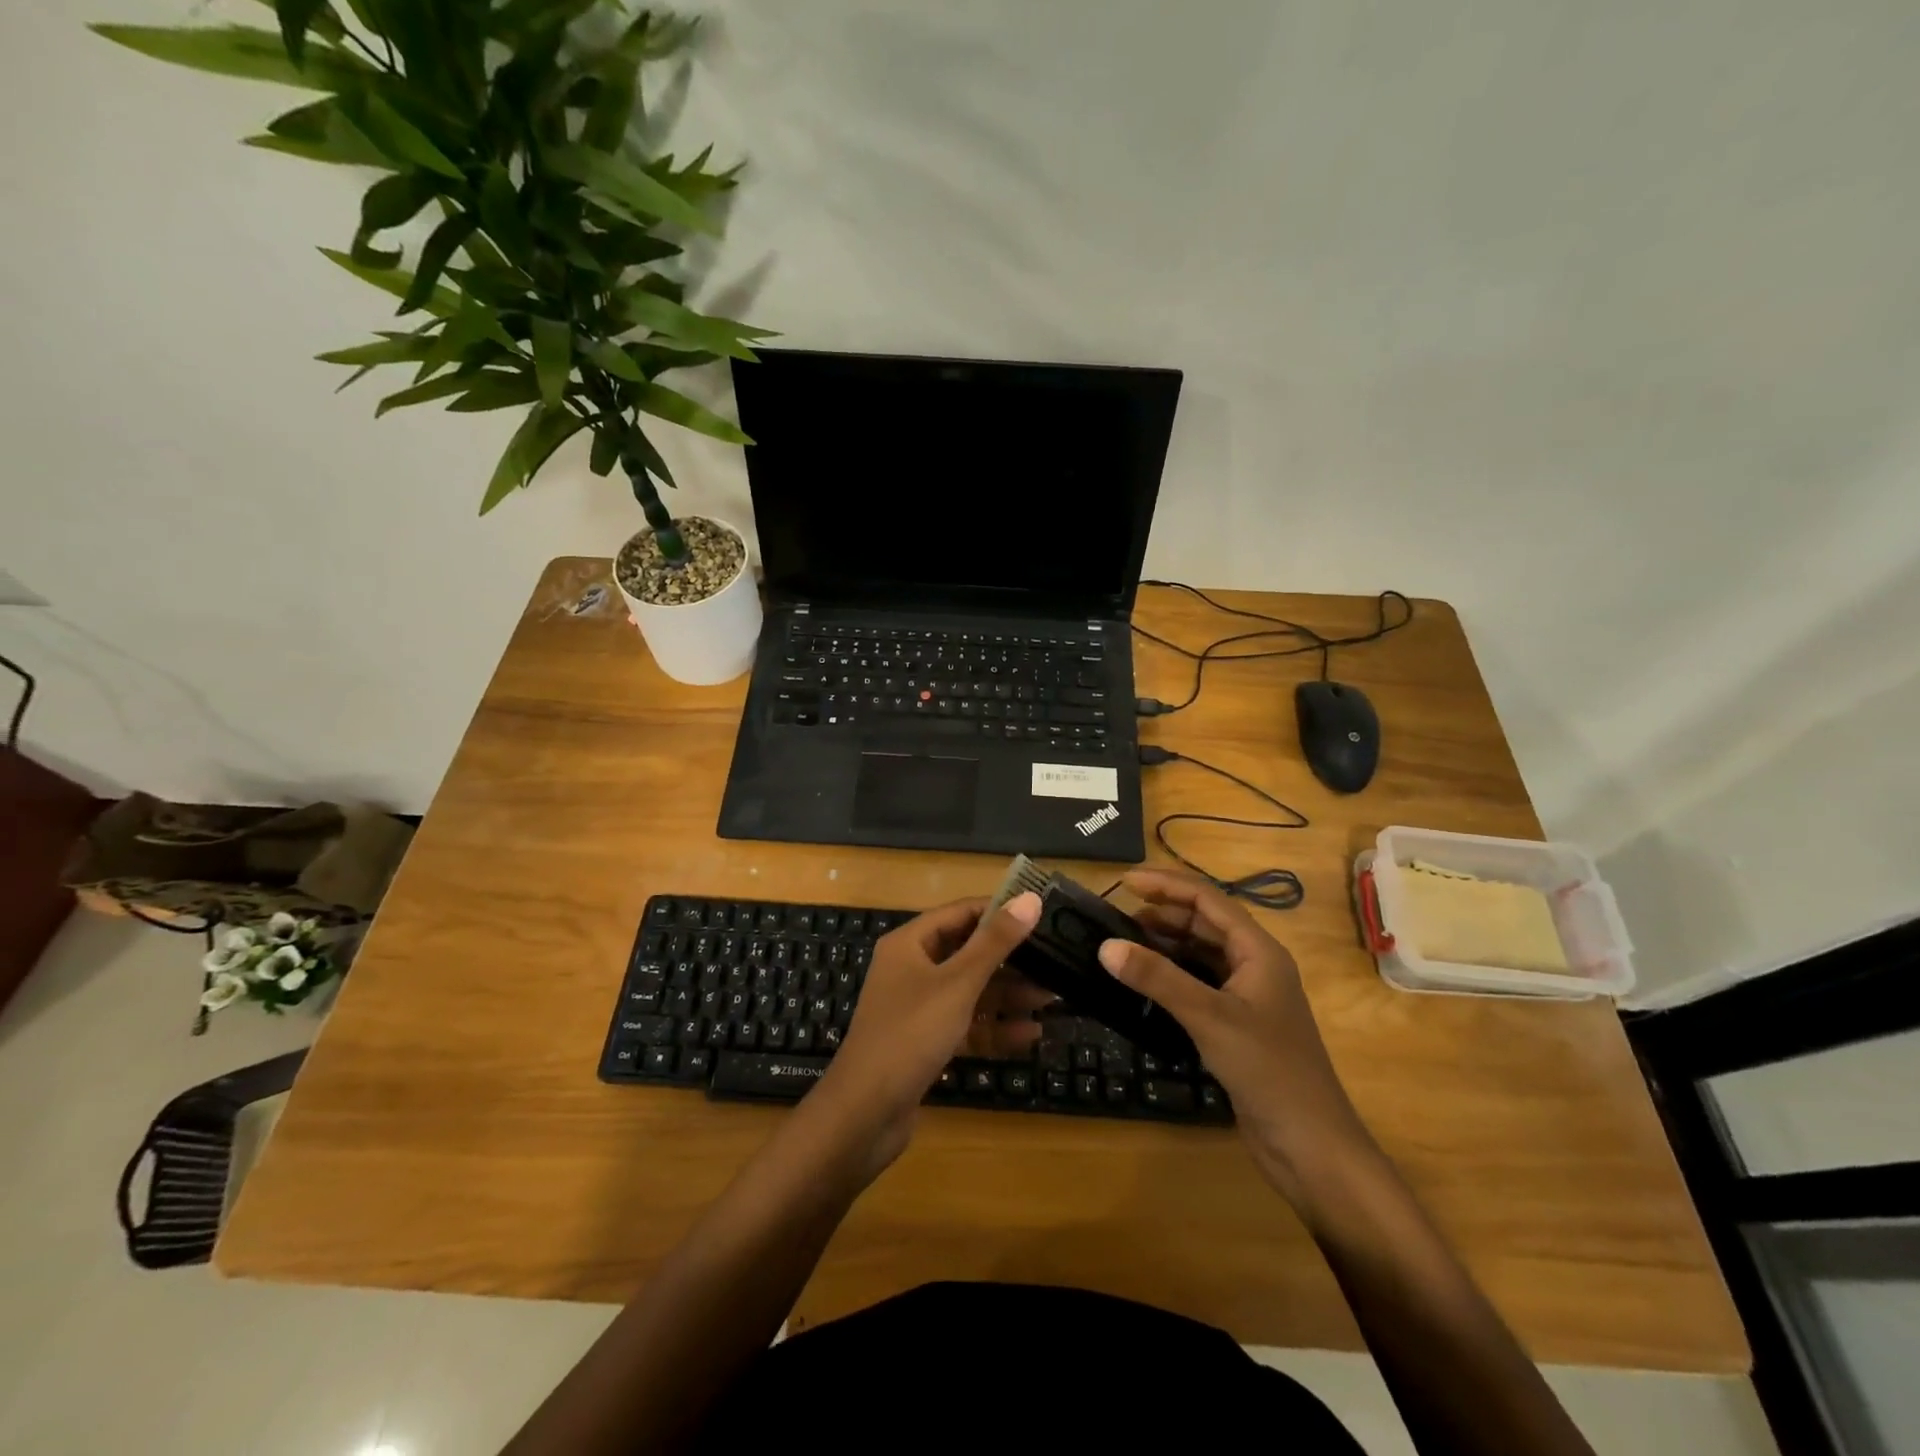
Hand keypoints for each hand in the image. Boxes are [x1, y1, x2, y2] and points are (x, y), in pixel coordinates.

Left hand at [816, 892, 1044, 1168]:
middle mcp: (911, 969)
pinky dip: (993, 1028)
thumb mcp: (957, 984)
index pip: (960, 913)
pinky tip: (1030, 1035)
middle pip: (967, 953)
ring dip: (1008, 996)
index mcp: (910, 944)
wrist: (864, 1114)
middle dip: (1010, 960)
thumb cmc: (910, 1035)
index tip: (1041, 914)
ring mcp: (917, 1008)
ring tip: (1052, 999)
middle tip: (1054, 961)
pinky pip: (965, 1025)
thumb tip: (1030, 898)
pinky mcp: (925, 1043)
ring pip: (969, 991)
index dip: (999, 911)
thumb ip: (995, 942)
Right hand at [1097, 868, 1372, 1204]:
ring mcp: (1247, 996)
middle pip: (1204, 923)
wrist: (1311, 1146)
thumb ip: (1158, 978)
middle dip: (1162, 914)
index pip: (1208, 900)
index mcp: (1259, 950)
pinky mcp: (1237, 1024)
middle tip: (1114, 917)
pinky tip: (1144, 983)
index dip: (1166, 885)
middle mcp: (1254, 965)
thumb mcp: (1209, 1017)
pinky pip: (1199, 983)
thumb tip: (1105, 945)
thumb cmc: (1268, 1070)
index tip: (1124, 882)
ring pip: (1200, 954)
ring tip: (1122, 944)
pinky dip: (1171, 976)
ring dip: (1164, 944)